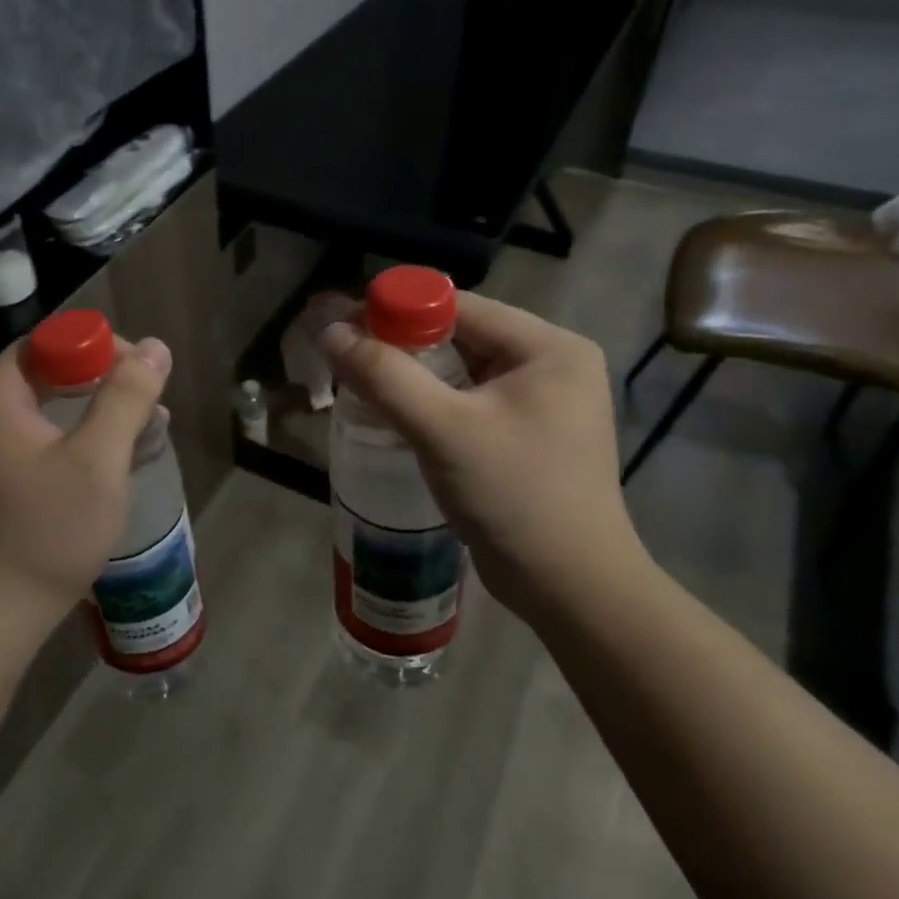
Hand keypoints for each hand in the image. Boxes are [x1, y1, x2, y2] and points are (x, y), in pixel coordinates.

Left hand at [0, 335, 172, 625]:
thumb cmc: (49, 532)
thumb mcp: (98, 459)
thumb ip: (127, 396)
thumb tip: (156, 347)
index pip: (47, 342)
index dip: (97, 346)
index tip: (140, 371)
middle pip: (49, 372)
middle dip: (105, 381)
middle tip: (149, 401)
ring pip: (50, 407)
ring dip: (100, 411)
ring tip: (149, 429)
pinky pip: (44, 437)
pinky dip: (82, 438)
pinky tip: (122, 455)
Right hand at [318, 293, 644, 603]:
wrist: (571, 592)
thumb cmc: (514, 499)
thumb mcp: (443, 430)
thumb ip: (383, 375)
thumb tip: (327, 329)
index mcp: (548, 347)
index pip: (458, 306)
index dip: (396, 310)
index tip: (342, 327)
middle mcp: (551, 363)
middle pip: (459, 334)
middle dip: (401, 344)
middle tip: (346, 358)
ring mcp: (543, 401)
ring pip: (461, 368)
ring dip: (412, 374)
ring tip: (361, 384)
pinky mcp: (529, 433)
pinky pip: (469, 399)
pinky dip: (432, 401)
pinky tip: (397, 414)